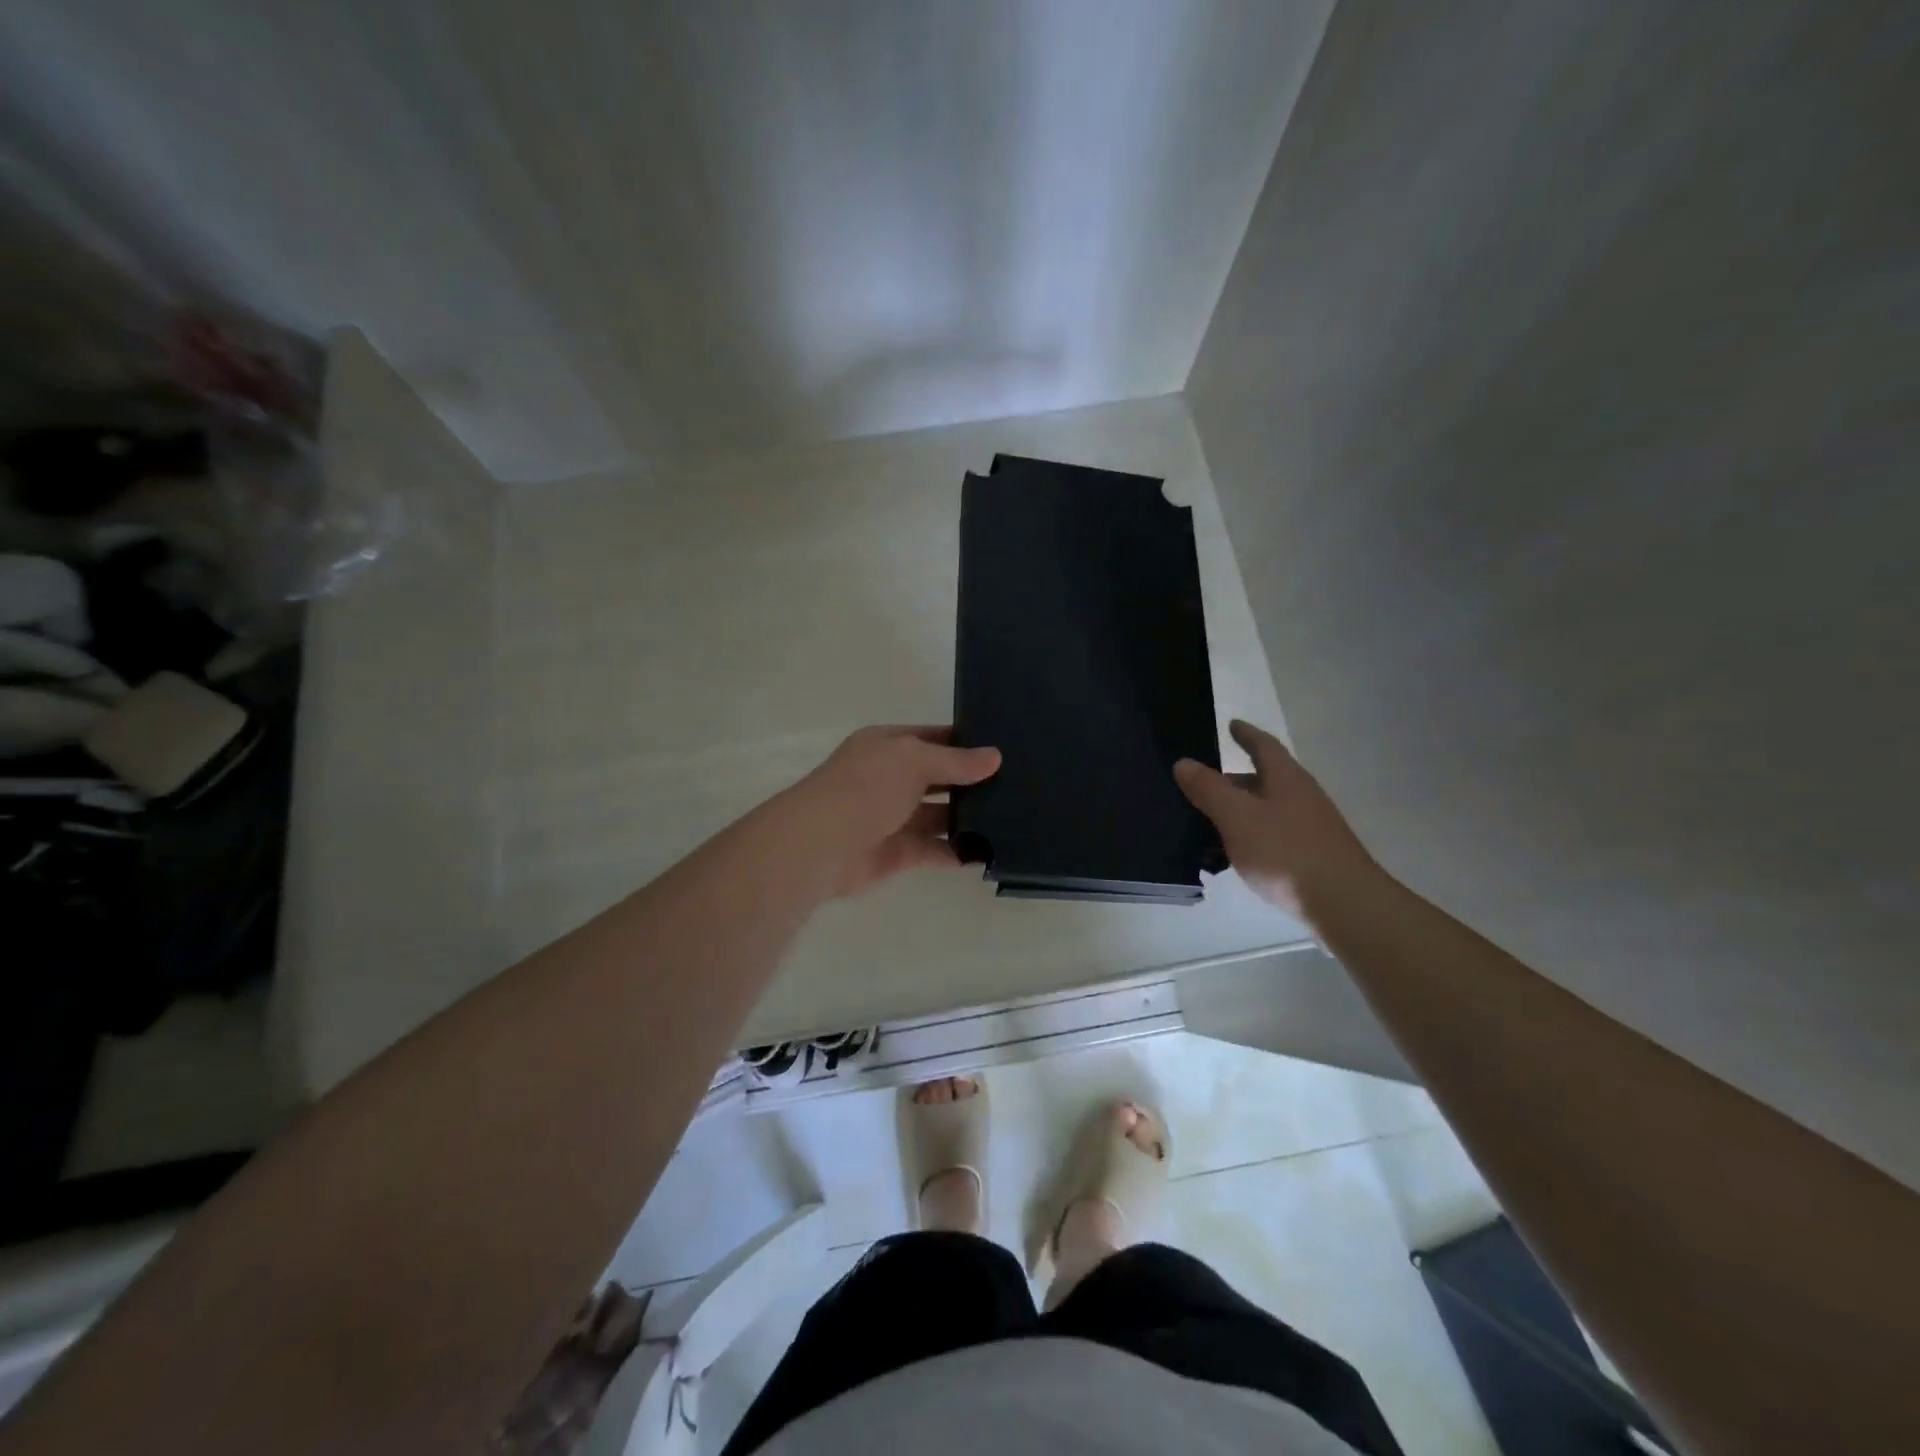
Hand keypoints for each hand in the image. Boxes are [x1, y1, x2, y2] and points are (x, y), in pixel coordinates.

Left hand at [799, 726, 1001, 897]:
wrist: (821, 844)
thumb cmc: (866, 787)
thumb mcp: (914, 760)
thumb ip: (955, 761)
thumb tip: (995, 757)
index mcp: (887, 746)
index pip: (932, 738)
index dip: (964, 741)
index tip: (1003, 747)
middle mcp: (890, 779)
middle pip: (938, 778)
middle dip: (971, 782)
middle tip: (1018, 784)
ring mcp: (893, 817)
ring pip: (939, 816)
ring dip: (968, 818)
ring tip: (1013, 817)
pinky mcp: (898, 854)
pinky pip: (935, 850)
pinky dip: (959, 852)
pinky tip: (991, 850)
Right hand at [1174, 719, 1379, 918]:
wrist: (1345, 904)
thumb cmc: (1286, 853)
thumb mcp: (1237, 817)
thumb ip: (1209, 789)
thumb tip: (1184, 762)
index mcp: (1286, 779)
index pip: (1264, 745)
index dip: (1246, 734)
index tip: (1231, 724)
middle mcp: (1302, 796)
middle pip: (1264, 779)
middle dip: (1234, 779)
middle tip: (1202, 785)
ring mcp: (1311, 827)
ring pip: (1267, 809)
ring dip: (1240, 811)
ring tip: (1208, 824)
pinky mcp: (1312, 855)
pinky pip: (1273, 835)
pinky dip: (1250, 836)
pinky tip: (1234, 857)